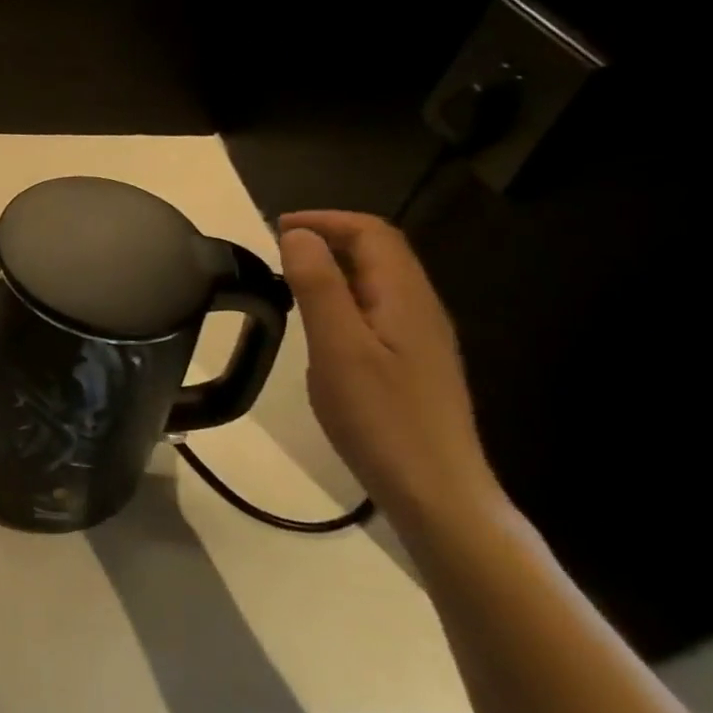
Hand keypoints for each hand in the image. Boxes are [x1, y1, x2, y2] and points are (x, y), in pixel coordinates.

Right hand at [278, 210, 502, 528]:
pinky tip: (321, 324)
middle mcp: (421, 308)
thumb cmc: (382, 419)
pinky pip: (379, 308)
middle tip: (278, 250)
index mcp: (405, 297)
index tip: (277, 228)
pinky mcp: (415, 364)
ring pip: (380, 280)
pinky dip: (344, 296)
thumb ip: (319, 286)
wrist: (436, 492)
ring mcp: (422, 338)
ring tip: (291, 279)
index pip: (372, 233)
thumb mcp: (339, 348)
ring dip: (336, 266)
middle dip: (331, 237)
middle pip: (381, 251)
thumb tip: (297, 234)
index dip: (326, 220)